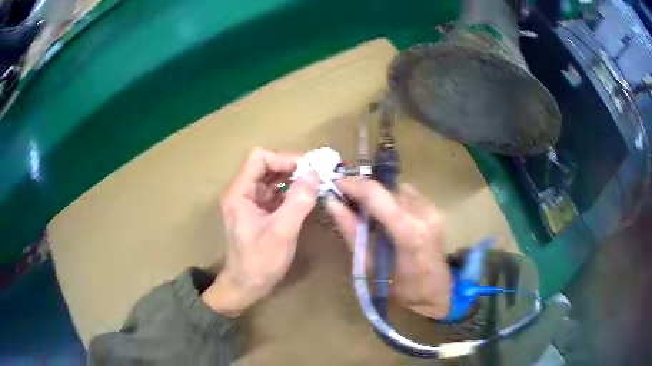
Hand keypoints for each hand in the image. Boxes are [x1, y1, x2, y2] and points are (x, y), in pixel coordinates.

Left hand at [202, 148, 318, 316]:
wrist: (246, 286)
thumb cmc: (260, 262)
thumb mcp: (282, 232)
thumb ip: (298, 201)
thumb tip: (315, 174)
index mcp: (239, 193)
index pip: (259, 158)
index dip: (284, 159)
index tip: (309, 169)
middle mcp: (243, 192)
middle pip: (267, 165)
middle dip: (293, 167)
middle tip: (318, 174)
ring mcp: (251, 201)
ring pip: (273, 178)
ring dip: (295, 178)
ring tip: (317, 182)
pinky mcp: (260, 211)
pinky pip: (277, 193)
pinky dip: (293, 191)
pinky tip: (308, 196)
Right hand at [324, 177, 451, 319]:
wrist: (437, 294)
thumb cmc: (401, 290)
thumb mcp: (369, 265)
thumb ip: (351, 230)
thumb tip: (331, 202)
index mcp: (408, 230)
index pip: (376, 193)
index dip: (352, 184)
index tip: (333, 185)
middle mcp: (423, 212)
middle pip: (386, 187)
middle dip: (363, 190)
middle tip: (345, 201)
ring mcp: (432, 209)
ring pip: (396, 188)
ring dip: (378, 196)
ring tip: (365, 213)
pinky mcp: (435, 209)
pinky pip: (407, 195)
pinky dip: (392, 201)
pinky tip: (386, 218)